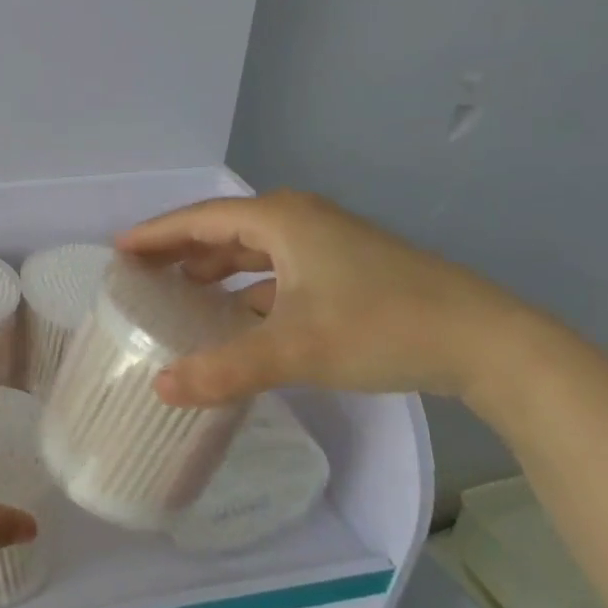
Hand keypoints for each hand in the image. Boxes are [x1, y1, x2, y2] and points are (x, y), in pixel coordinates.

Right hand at [117, 190, 525, 406]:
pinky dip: (248, 287)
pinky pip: (277, 270)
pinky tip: (236, 315)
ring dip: (214, 268)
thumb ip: (225, 369)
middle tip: (140, 273)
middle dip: (180, 250)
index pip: (200, 219)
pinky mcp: (345, 269)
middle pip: (223, 230)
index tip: (119, 248)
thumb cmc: (381, 327)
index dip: (157, 233)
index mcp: (281, 220)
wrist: (487, 342)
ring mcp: (326, 244)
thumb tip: (161, 389)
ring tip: (178, 292)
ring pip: (253, 250)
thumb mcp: (295, 349)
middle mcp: (299, 221)